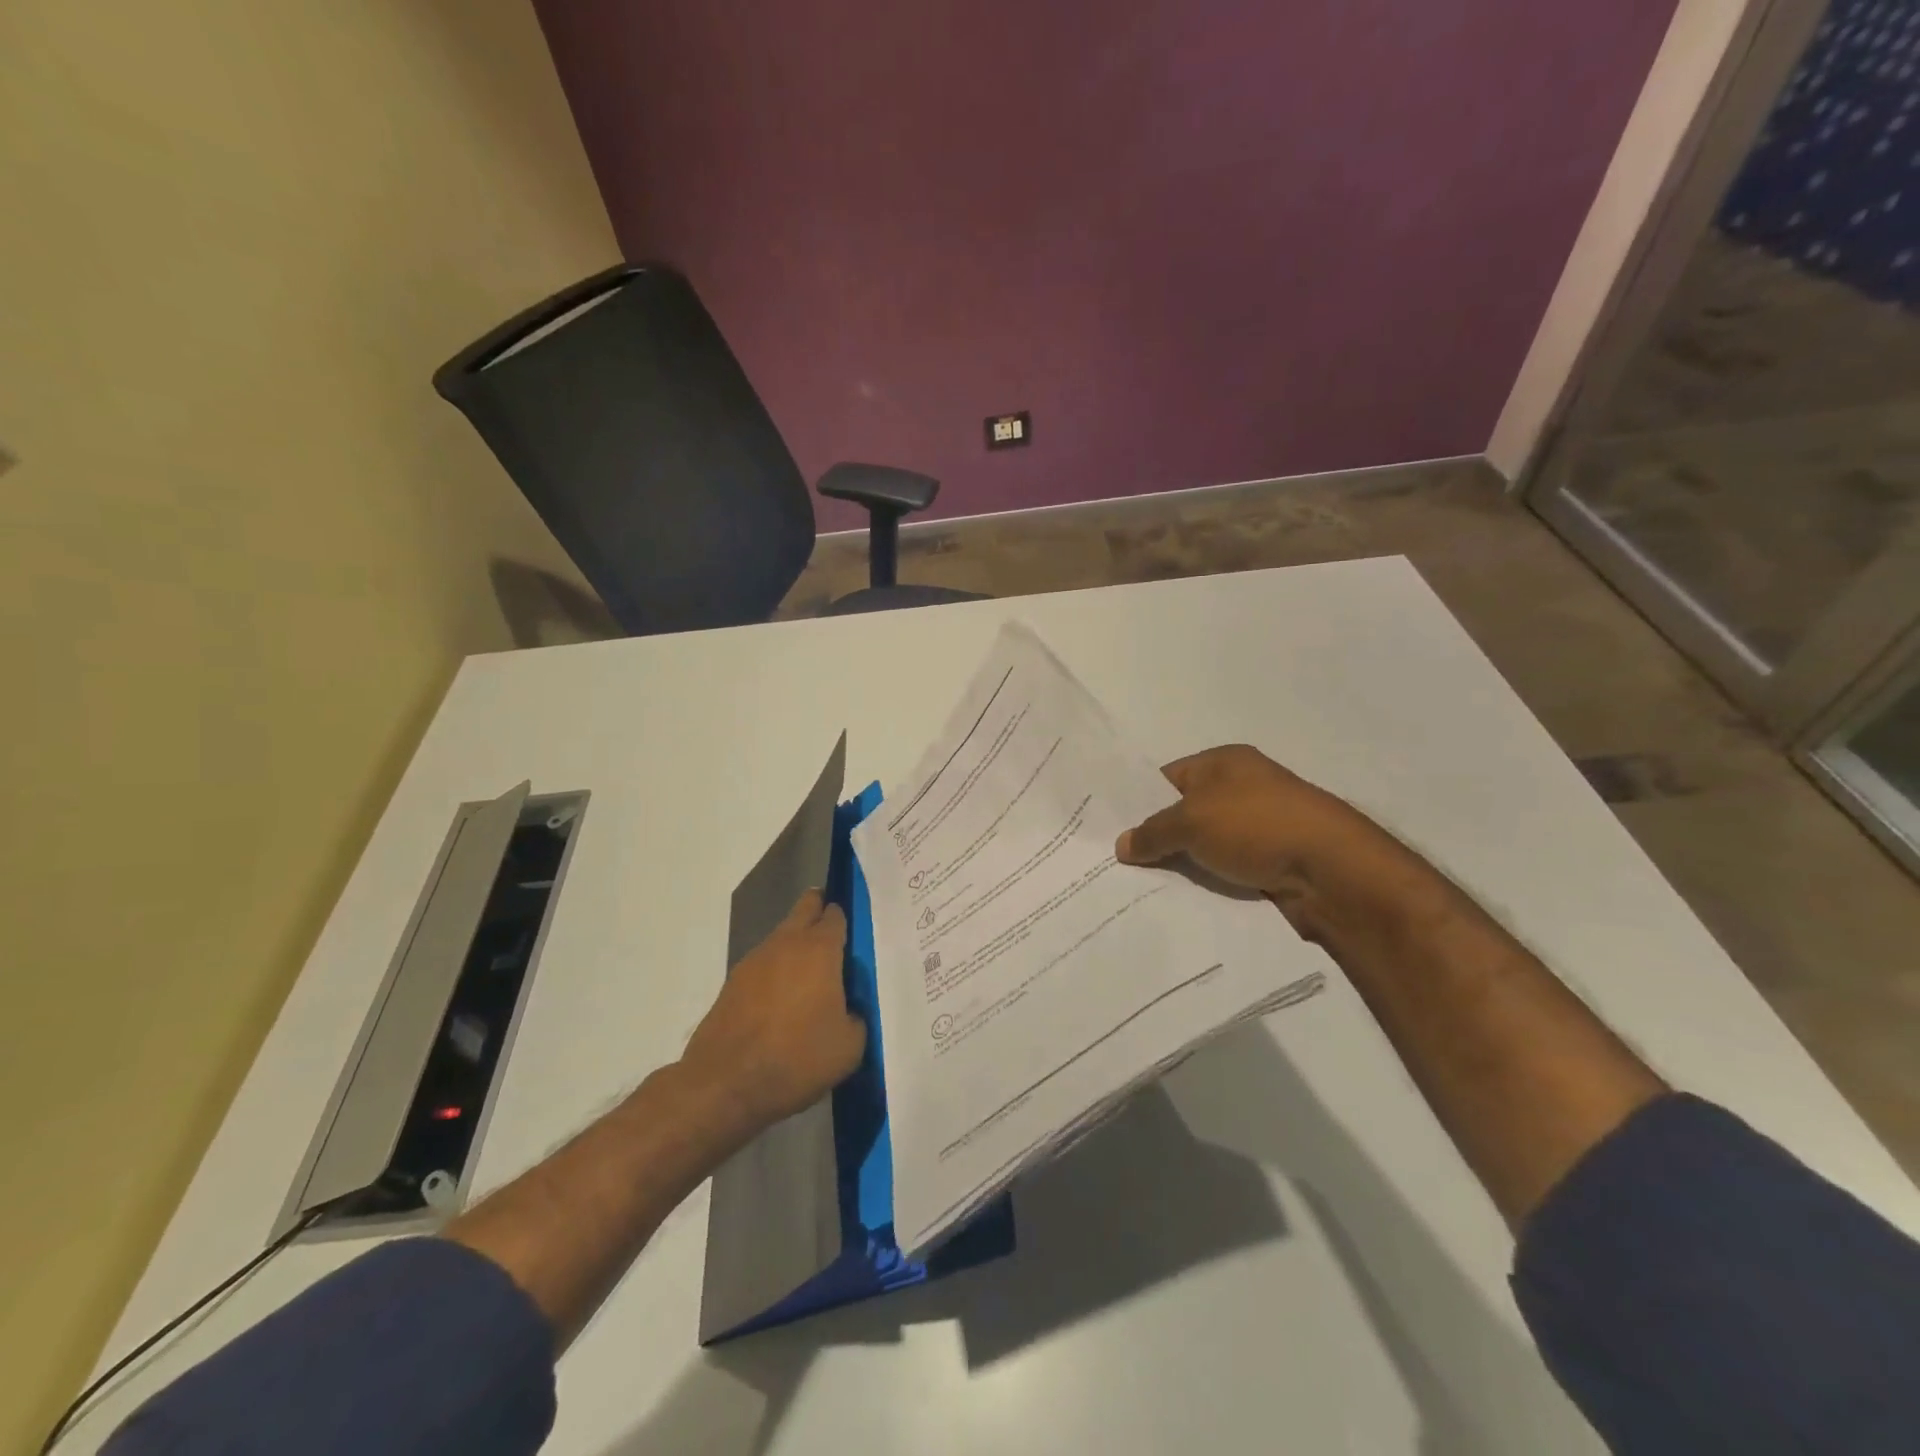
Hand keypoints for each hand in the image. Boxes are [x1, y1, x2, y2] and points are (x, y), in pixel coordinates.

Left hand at [680, 889, 865, 1131]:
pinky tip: (781, 1001)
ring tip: (809, 978)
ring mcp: (755, 960)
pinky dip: (775, 972)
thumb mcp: (849, 1047)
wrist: (725, 1083)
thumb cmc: (797, 1058)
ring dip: (796, 945)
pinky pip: (763, 964)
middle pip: (805, 909)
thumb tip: (847, 1010)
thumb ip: (856, 1017)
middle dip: (818, 911)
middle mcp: (786, 943)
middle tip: (833, 937)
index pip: (835, 915)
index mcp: (820, 950)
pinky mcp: (733, 981)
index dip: (845, 918)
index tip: (854, 932)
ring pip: (782, 936)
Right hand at [1114, 744, 1422, 935]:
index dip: (1138, 801)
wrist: (1332, 871)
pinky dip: (1207, 883)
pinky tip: (1180, 902)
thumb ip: (1153, 832)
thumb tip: (1122, 845)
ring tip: (1139, 889)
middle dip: (1157, 838)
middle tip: (1117, 863)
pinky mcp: (1272, 863)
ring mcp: (1260, 827)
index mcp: (1225, 762)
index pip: (1167, 778)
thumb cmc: (1256, 826)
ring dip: (1182, 865)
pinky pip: (1226, 871)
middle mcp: (1243, 789)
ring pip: (1205, 846)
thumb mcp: (1191, 821)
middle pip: (1185, 813)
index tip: (1109, 829)